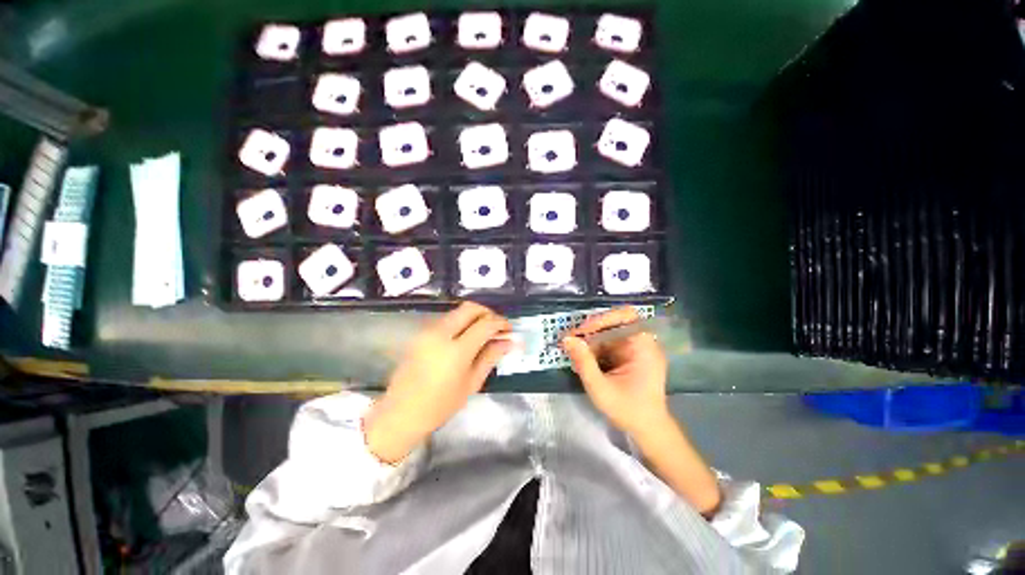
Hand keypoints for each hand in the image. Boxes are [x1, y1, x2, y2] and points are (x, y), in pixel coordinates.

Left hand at [365, 302, 511, 462]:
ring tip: (484, 333)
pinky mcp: (421, 333)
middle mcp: (441, 333)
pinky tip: (467, 337)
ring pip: (458, 311)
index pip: (485, 324)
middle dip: (488, 313)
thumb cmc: (441, 404)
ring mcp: (428, 331)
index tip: (509, 330)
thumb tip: (509, 342)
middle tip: (497, 327)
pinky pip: (447, 319)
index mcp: (456, 350)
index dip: (501, 323)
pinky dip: (461, 322)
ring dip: (474, 317)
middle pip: (470, 308)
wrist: (401, 413)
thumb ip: (491, 357)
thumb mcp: (472, 383)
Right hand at [562, 307, 669, 435]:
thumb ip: (583, 362)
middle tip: (572, 340)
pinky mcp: (631, 356)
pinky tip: (585, 360)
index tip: (581, 332)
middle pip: (615, 323)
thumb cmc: (628, 410)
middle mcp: (643, 343)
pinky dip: (596, 349)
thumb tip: (567, 339)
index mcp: (643, 346)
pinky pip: (610, 344)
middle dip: (591, 331)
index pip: (625, 316)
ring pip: (610, 333)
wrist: (648, 430)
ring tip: (575, 353)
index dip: (602, 319)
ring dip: (591, 341)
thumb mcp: (600, 388)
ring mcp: (637, 349)